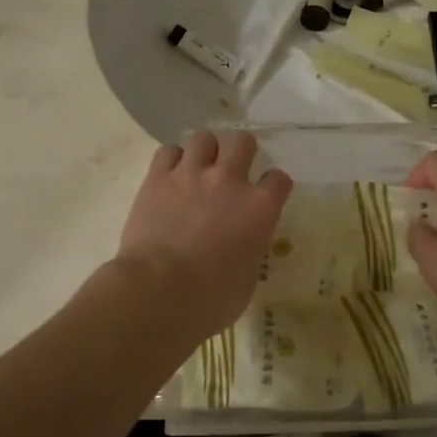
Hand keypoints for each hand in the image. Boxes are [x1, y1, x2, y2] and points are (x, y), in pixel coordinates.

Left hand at [115, 131, 292, 338]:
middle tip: (231, 171)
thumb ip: (250, 248)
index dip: (272, 186)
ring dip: (204, 151)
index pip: (279, 179)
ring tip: (197, 169)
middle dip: (240, 152)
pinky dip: (171, 160)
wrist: (159, 293)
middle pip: (243, 141)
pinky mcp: (158, 178)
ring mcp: (192, 174)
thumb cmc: (211, 299)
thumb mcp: (248, 277)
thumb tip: (241, 243)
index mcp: (260, 207)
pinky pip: (168, 151)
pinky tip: (169, 176)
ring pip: (204, 137)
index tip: (265, 196)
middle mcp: (229, 180)